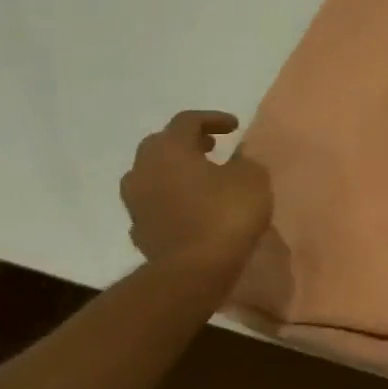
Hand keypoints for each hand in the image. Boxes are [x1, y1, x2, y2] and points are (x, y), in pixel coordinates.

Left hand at [121, 111, 272, 270]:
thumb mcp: (252, 178)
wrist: (194, 270)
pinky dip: (171, 198)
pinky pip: (154, 203)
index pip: (187, 121)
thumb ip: (244, 161)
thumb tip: (237, 156)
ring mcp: (135, 201)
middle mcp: (144, 169)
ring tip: (201, 179)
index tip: (234, 127)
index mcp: (170, 149)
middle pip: (161, 144)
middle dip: (187, 142)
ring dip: (174, 171)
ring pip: (152, 174)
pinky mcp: (138, 229)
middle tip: (212, 147)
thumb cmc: (226, 214)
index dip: (213, 119)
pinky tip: (189, 207)